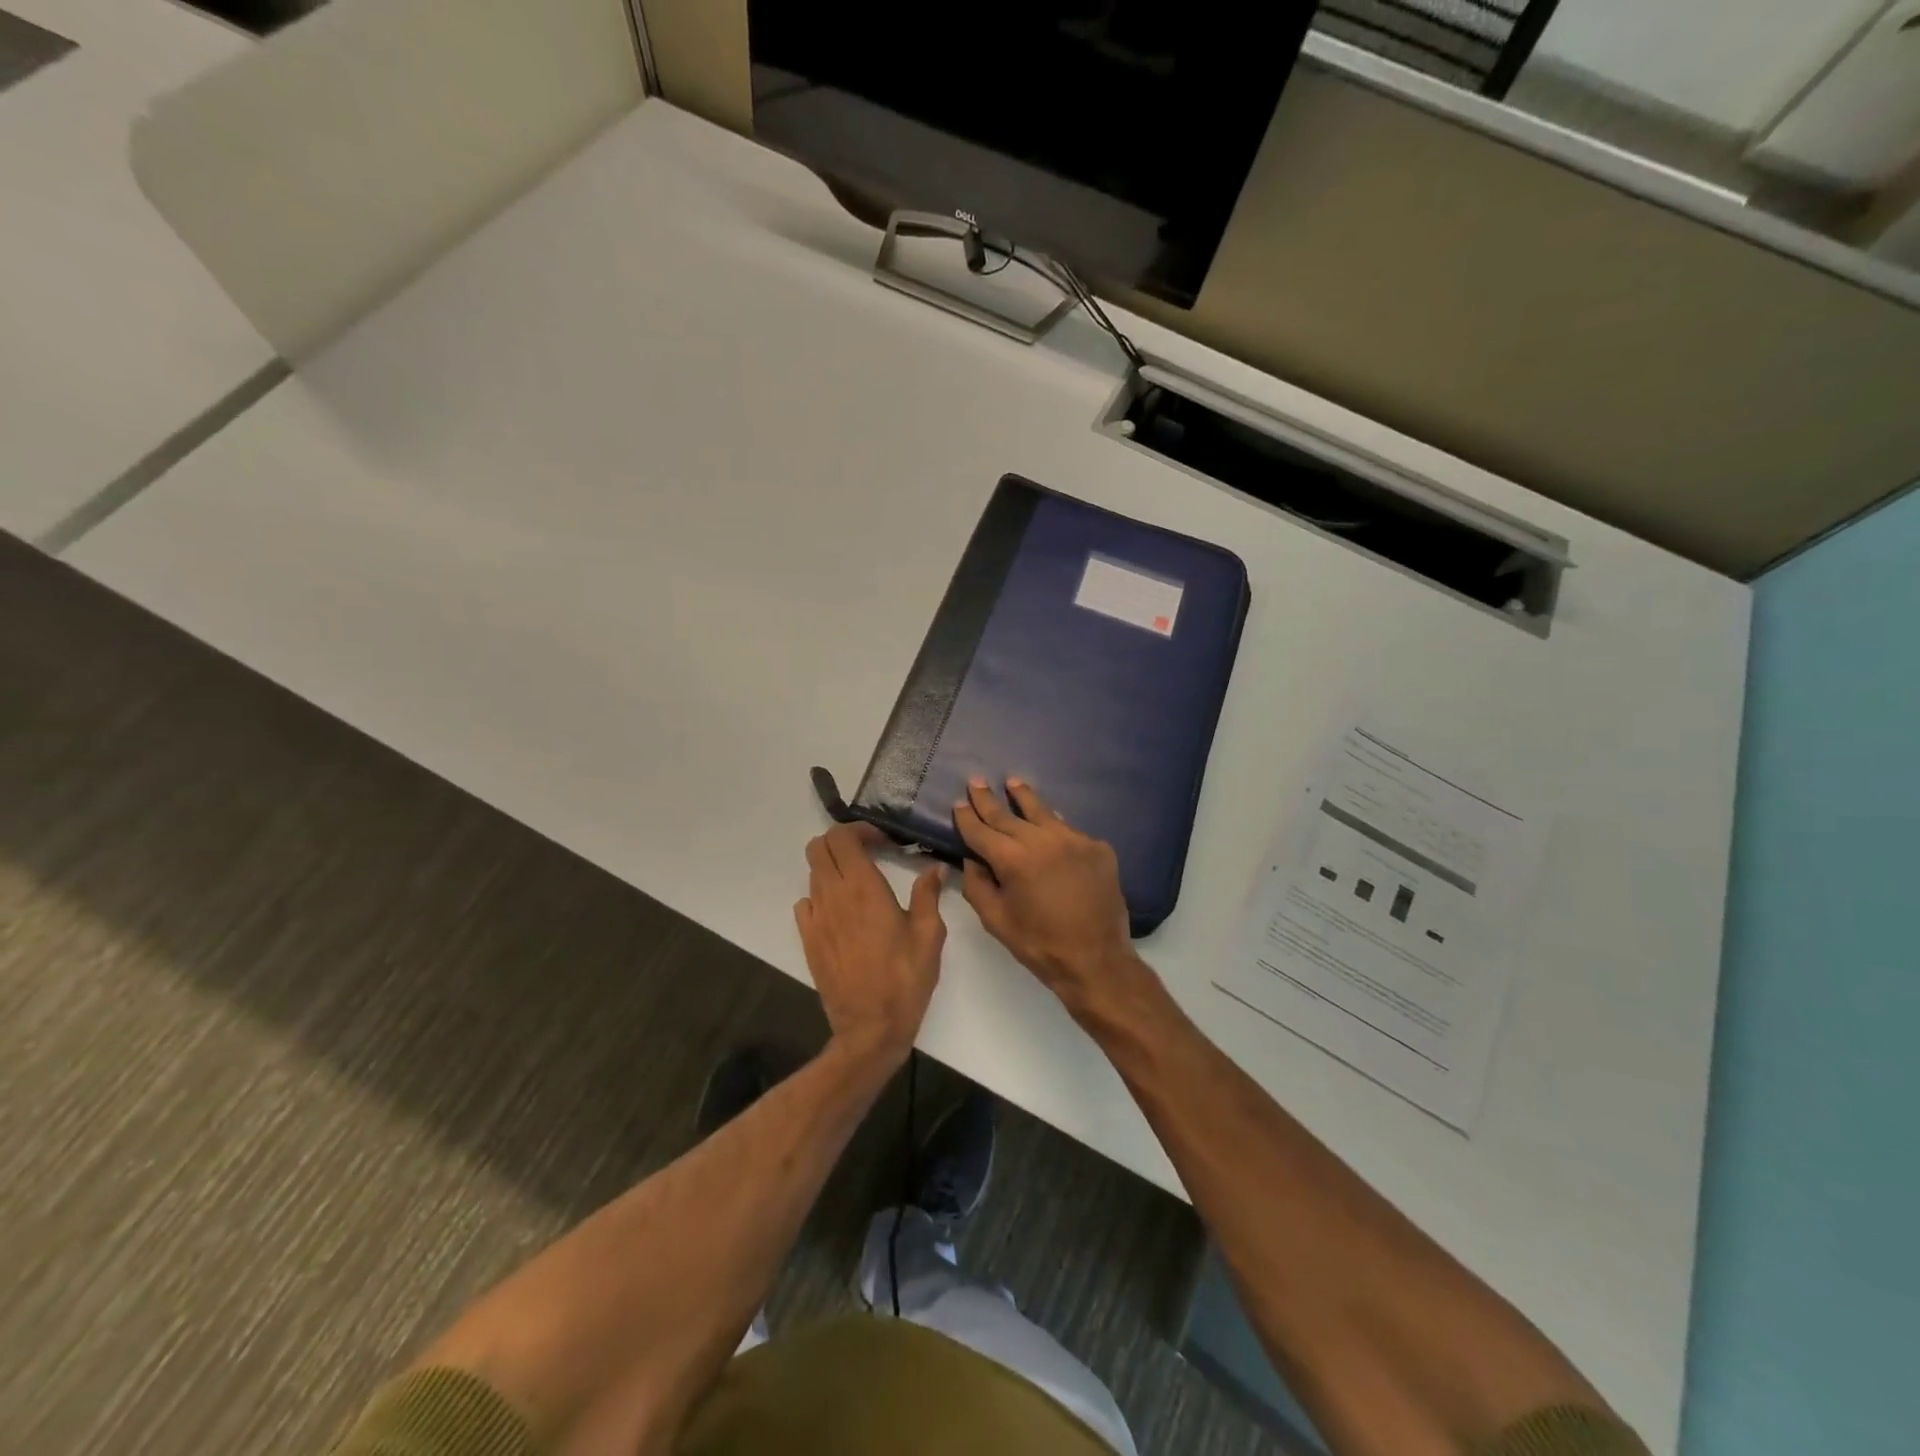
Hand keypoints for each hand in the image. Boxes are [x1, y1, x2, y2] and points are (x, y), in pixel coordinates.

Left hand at [795, 824, 945, 1066]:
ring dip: (833, 868)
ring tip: (860, 883)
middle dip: (842, 842)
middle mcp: (833, 896)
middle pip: (818, 847)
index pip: (842, 837)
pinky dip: (821, 895)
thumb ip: (928, 895)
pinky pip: (806, 902)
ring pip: (813, 873)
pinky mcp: (808, 939)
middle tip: (869, 854)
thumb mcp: (928, 935)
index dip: (860, 830)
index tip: (883, 841)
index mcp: (863, 888)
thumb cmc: (905, 979)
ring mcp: (816, 918)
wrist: (870, 1028)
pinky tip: (842, 912)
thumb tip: (934, 869)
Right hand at [953, 777, 1144, 1015]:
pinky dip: (1054, 826)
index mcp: (1013, 860)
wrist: (1097, 960)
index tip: (958, 802)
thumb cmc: (1039, 945)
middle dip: (989, 800)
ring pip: (1043, 812)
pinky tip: (1049, 822)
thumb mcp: (996, 920)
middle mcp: (1043, 840)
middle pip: (1008, 815)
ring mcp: (1074, 840)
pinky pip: (1069, 830)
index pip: (982, 831)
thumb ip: (977, 885)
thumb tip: (971, 860)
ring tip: (1013, 782)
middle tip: (976, 781)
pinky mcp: (1097, 847)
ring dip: (1024, 797)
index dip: (967, 817)